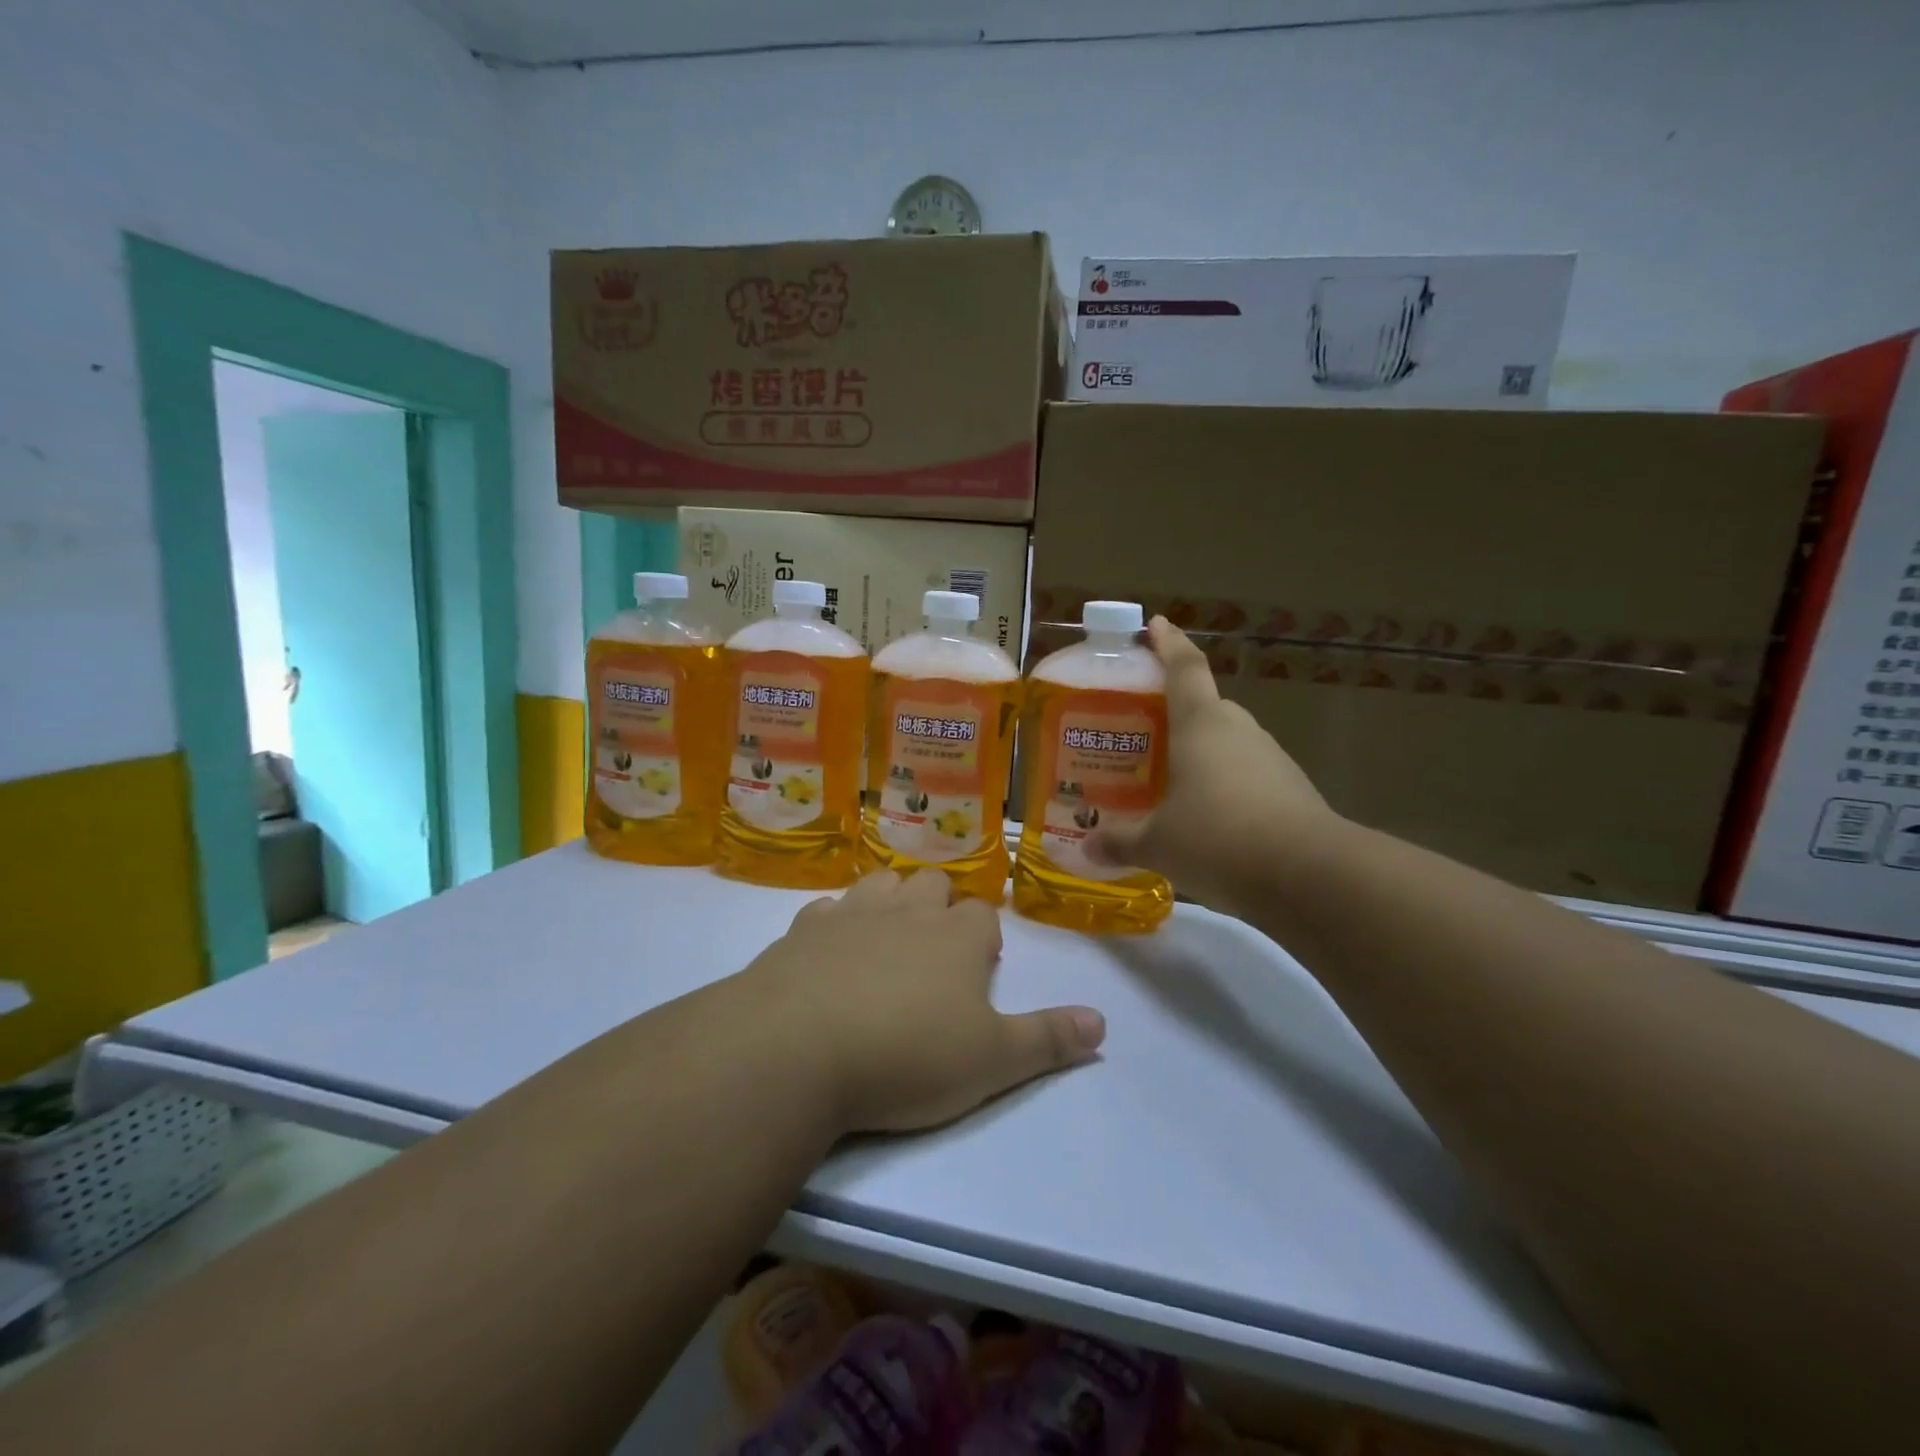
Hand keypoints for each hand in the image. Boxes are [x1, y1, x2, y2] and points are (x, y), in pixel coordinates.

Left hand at [738, 870, 1105, 1136]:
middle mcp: (908, 911)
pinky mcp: (803, 929)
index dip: (984, 938)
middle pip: (933, 885)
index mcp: (957, 936)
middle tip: (934, 955)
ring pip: (882, 883)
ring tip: (888, 942)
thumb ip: (1049, 1039)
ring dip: (891, 902)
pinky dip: (837, 921)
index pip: (984, 914)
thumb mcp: (993, 1061)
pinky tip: (831, 951)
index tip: (979, 969)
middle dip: (940, 907)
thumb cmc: (907, 1056)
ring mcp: (851, 913)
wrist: (799, 1048)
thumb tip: (1103, 1021)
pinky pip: (828, 908)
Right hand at [1088, 617, 1338, 915]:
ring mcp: (1270, 759)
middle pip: (1205, 706)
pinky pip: (1247, 776)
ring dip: (1201, 753)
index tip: (1156, 624)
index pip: (1184, 668)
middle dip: (1176, 712)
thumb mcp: (1158, 844)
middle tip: (1144, 731)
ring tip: (1169, 781)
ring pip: (1227, 743)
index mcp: (1201, 724)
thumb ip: (1121, 841)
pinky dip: (1224, 787)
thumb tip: (1087, 847)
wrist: (1310, 876)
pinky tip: (1207, 820)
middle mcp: (1238, 730)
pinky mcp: (1291, 791)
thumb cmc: (1218, 840)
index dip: (1168, 643)